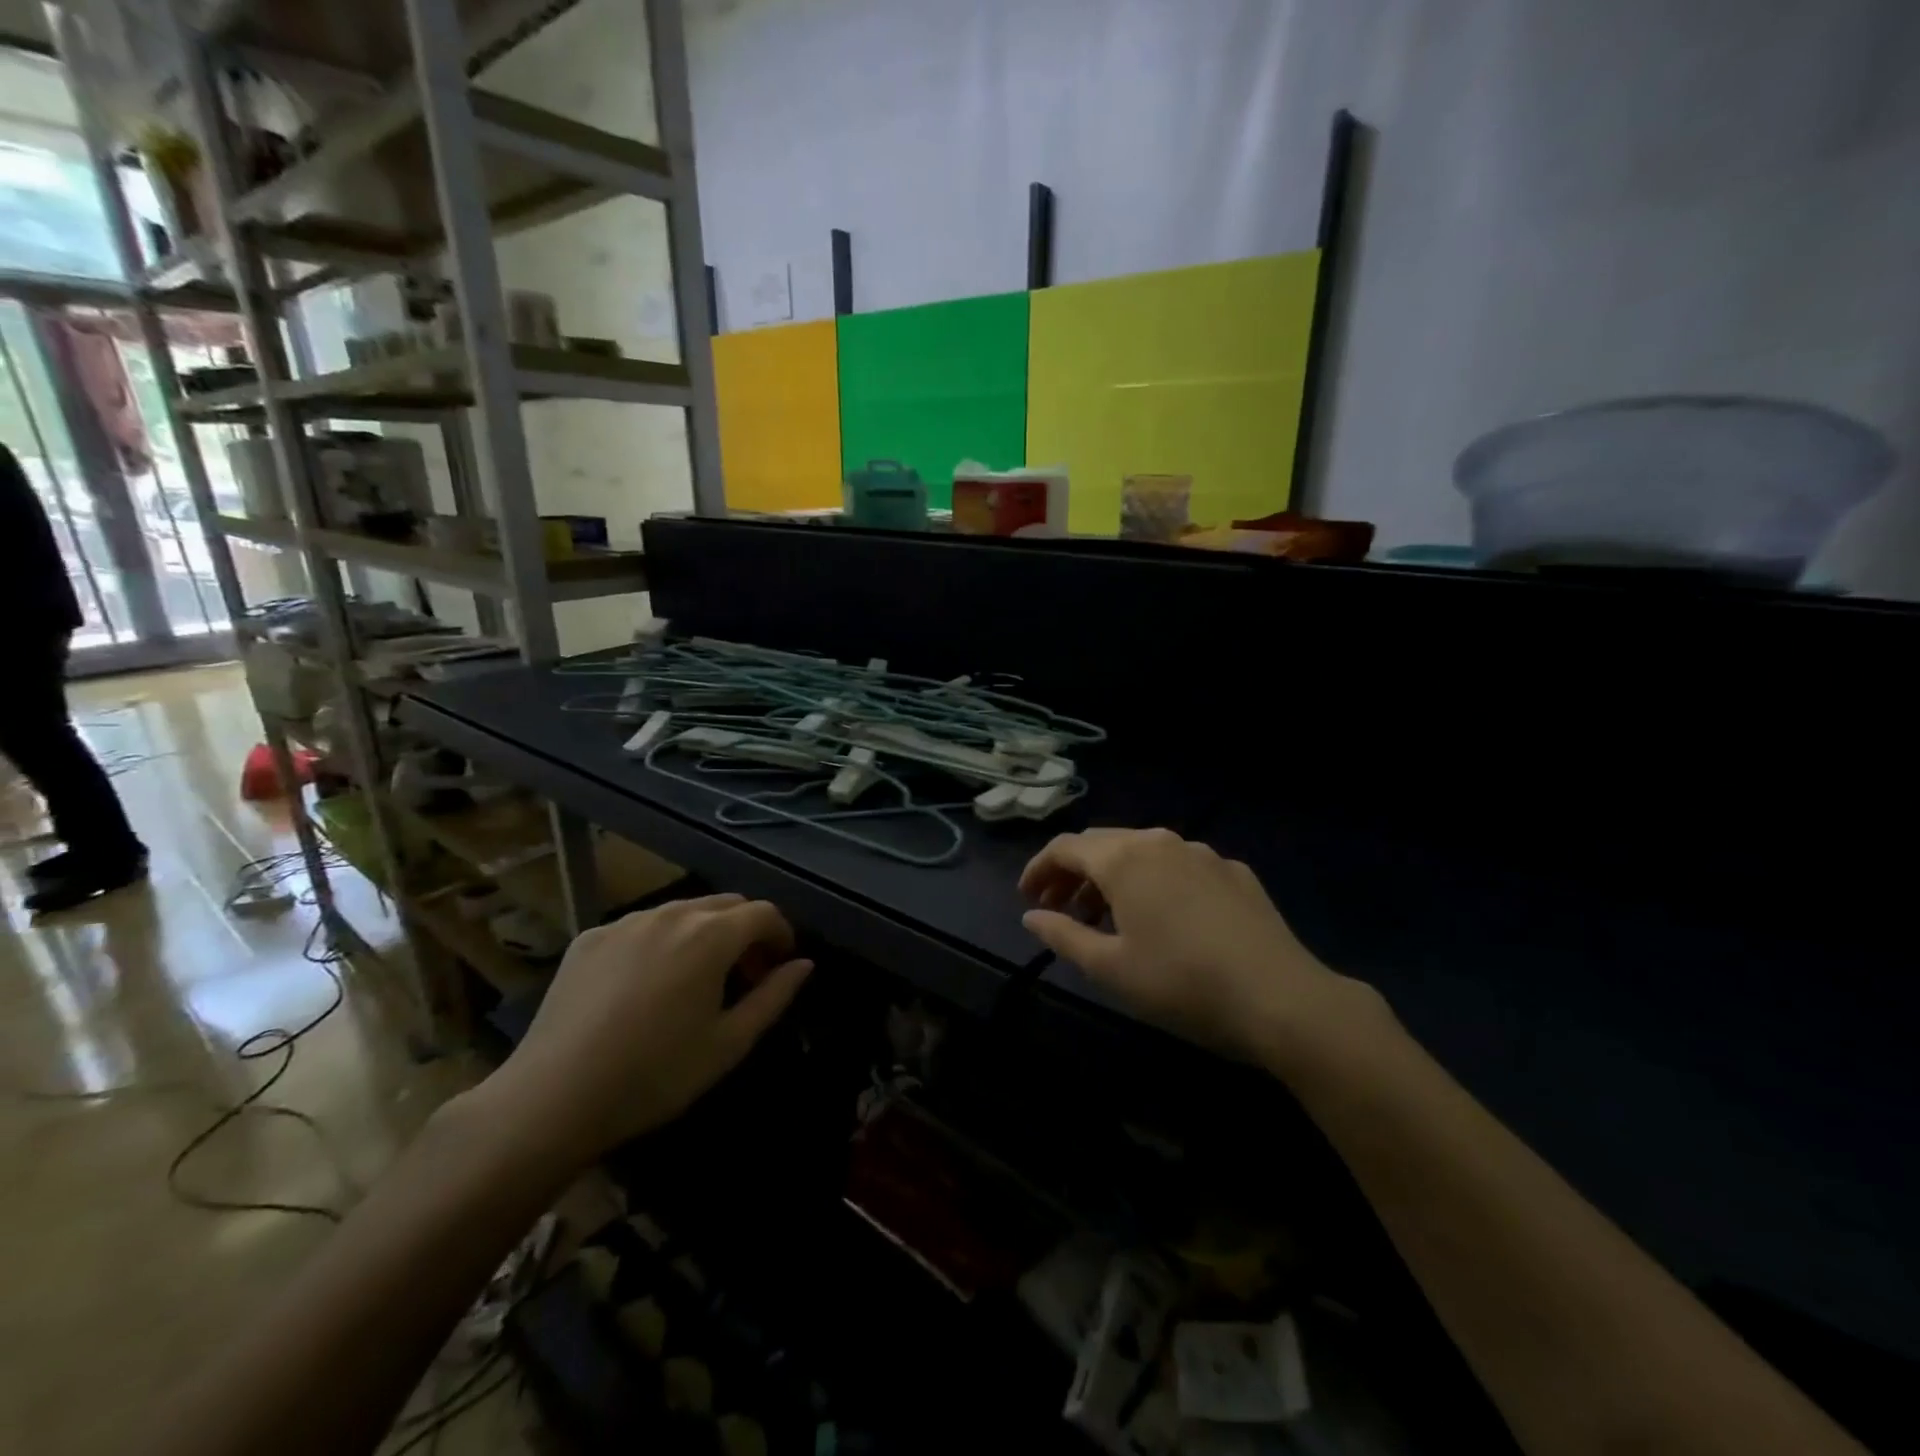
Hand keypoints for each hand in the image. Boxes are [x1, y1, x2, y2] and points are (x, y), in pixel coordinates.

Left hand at [482, 894, 811, 1165]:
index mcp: (711, 935)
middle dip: (746, 931)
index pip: (764, 913)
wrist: (553, 1098)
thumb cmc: (655, 1075)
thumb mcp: (729, 1043)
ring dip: (705, 933)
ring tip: (697, 978)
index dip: (781, 934)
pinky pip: (642, 926)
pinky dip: (661, 941)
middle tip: (744, 975)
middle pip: (726, 904)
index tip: (780, 966)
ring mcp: (626, 922)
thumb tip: (804, 964)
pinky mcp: (590, 937)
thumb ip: (774, 996)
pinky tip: (647, 984)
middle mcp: (671, 914)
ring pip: (683, 911)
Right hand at [1020, 828, 1383, 1065]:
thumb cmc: (1181, 983)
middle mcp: (1160, 841)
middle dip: (1073, 873)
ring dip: (1113, 878)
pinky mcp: (1234, 872)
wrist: (1281, 998)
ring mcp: (1202, 853)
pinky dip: (1153, 882)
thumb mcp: (1110, 967)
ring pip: (1142, 852)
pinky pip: (1179, 866)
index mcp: (1124, 858)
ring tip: (1105, 917)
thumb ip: (1063, 935)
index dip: (1039, 869)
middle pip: (1102, 844)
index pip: (1065, 847)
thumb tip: (1032, 916)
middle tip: (1058, 908)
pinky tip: (1162, 918)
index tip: (1027, 898)